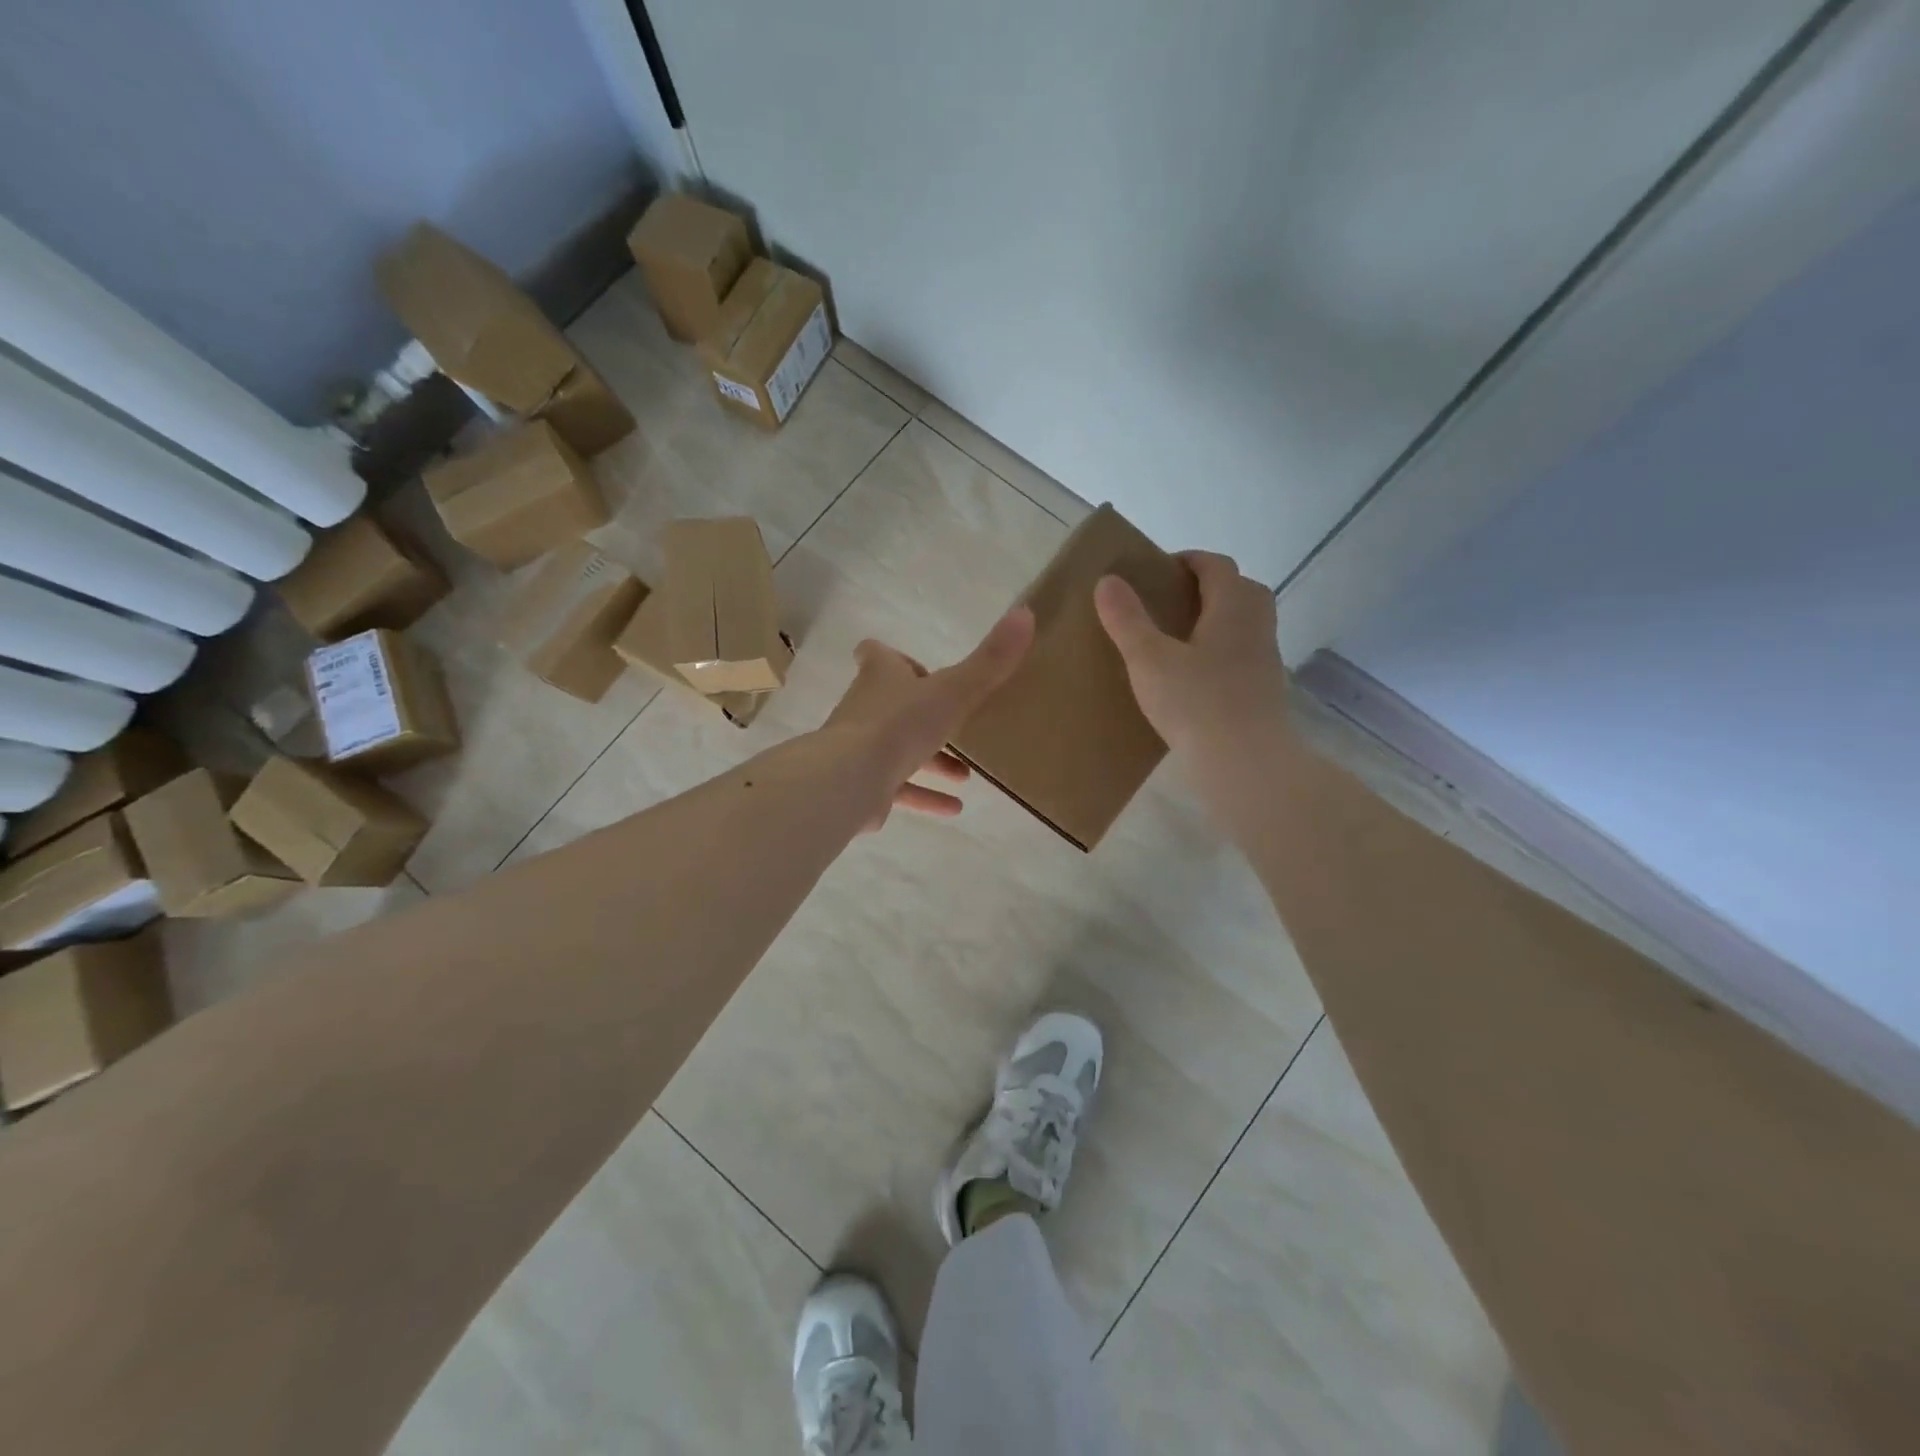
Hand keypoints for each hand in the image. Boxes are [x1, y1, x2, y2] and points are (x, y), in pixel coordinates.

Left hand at [820, 607, 1034, 829]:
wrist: (850, 779)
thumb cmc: (899, 725)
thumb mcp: (953, 690)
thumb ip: (990, 660)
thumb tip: (1026, 613)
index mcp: (881, 677)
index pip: (877, 655)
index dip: (895, 658)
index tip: (919, 669)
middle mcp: (866, 708)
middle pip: (892, 705)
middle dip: (925, 716)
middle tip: (958, 725)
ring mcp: (861, 750)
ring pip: (898, 750)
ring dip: (931, 760)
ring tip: (965, 774)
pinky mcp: (864, 787)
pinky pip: (899, 790)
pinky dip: (925, 797)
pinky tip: (954, 808)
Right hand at [1093, 551, 1290, 761]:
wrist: (1246, 762)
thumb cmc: (1196, 703)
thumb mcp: (1149, 659)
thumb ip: (1127, 619)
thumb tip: (1108, 580)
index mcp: (1233, 606)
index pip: (1217, 565)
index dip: (1189, 560)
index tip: (1160, 570)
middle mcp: (1257, 625)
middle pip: (1240, 589)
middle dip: (1209, 587)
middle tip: (1171, 602)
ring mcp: (1266, 659)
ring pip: (1245, 624)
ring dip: (1218, 620)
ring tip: (1179, 639)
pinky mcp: (1265, 690)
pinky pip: (1244, 655)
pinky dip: (1223, 652)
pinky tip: (1196, 677)